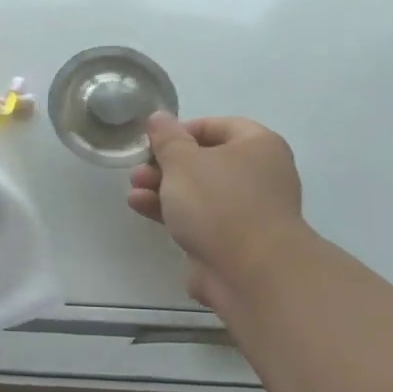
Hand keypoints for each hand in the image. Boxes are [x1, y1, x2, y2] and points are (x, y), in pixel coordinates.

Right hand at [127, 114, 310, 315]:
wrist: (252, 274)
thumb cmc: (219, 203)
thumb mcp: (183, 161)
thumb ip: (167, 138)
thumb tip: (159, 117)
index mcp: (258, 145)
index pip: (216, 126)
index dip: (181, 130)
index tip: (153, 142)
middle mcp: (259, 175)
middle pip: (205, 160)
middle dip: (166, 165)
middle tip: (138, 170)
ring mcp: (248, 211)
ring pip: (199, 192)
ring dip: (163, 189)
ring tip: (133, 191)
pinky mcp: (234, 241)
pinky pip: (200, 219)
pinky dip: (173, 212)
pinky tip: (141, 208)